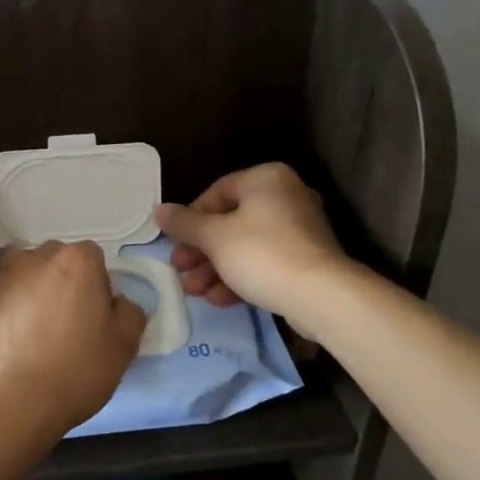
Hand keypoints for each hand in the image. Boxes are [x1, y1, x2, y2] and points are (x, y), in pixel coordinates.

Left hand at [0, 241, 147, 436]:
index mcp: (79, 262)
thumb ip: (129, 313)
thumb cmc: (80, 369)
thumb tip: (119, 302)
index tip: (96, 313)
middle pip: (54, 255)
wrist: (21, 399)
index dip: (96, 283)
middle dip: (61, 276)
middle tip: (66, 316)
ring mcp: (3, 278)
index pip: (93, 257)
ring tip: (29, 309)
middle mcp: (39, 258)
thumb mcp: (125, 346)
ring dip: (23, 275)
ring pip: (15, 260)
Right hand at [155, 164, 348, 330]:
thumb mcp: (213, 238)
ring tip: (195, 291)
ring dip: (215, 268)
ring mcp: (299, 229)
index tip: (176, 243)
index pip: (216, 192)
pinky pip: (264, 262)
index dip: (190, 219)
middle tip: (180, 270)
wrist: (320, 295)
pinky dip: (240, 277)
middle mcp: (286, 196)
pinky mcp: (306, 260)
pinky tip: (220, 299)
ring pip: (245, 246)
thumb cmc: (261, 253)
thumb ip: (184, 224)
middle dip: (201, 251)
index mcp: (266, 179)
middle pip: (230, 222)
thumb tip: (159, 211)